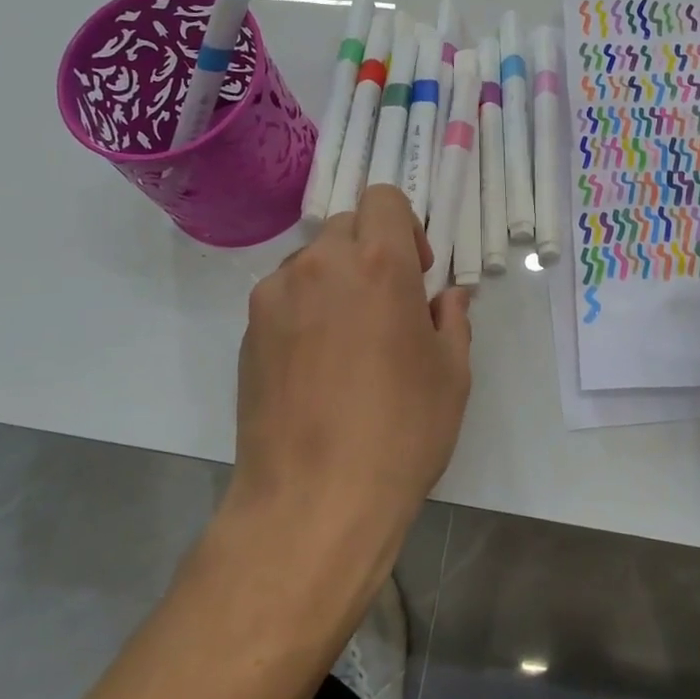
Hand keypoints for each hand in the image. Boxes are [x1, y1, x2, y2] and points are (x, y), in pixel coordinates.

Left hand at [231, 185, 472, 561]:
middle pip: (345, 226)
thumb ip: (451, 320)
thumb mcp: (452, 375)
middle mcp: (321, 265)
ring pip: (311, 261)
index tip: (415, 274)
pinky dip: (304, 310)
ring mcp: (275, 297)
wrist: (314, 499)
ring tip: (347, 341)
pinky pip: (283, 298)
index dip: (404, 226)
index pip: (383, 198)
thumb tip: (447, 298)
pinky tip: (315, 366)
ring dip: (335, 280)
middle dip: (370, 252)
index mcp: (379, 263)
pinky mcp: (247, 332)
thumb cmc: (401, 432)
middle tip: (387, 307)